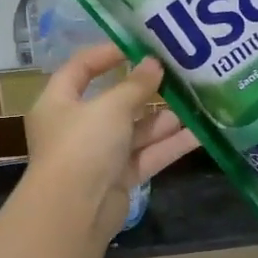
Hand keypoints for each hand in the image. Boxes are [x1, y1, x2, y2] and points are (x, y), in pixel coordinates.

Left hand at [23, 45, 197, 238]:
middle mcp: (76, 127)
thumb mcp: (110, 107)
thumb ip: (135, 85)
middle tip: (177, 76)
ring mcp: (97, 156)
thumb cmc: (83, 145)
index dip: (105, 55)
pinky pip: (145, 156)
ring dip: (161, 121)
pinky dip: (168, 147)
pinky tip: (199, 135)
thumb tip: (154, 64)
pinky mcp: (117, 179)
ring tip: (193, 104)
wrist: (75, 211)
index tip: (137, 46)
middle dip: (144, 92)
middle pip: (113, 103)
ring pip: (134, 132)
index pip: (79, 69)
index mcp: (58, 103)